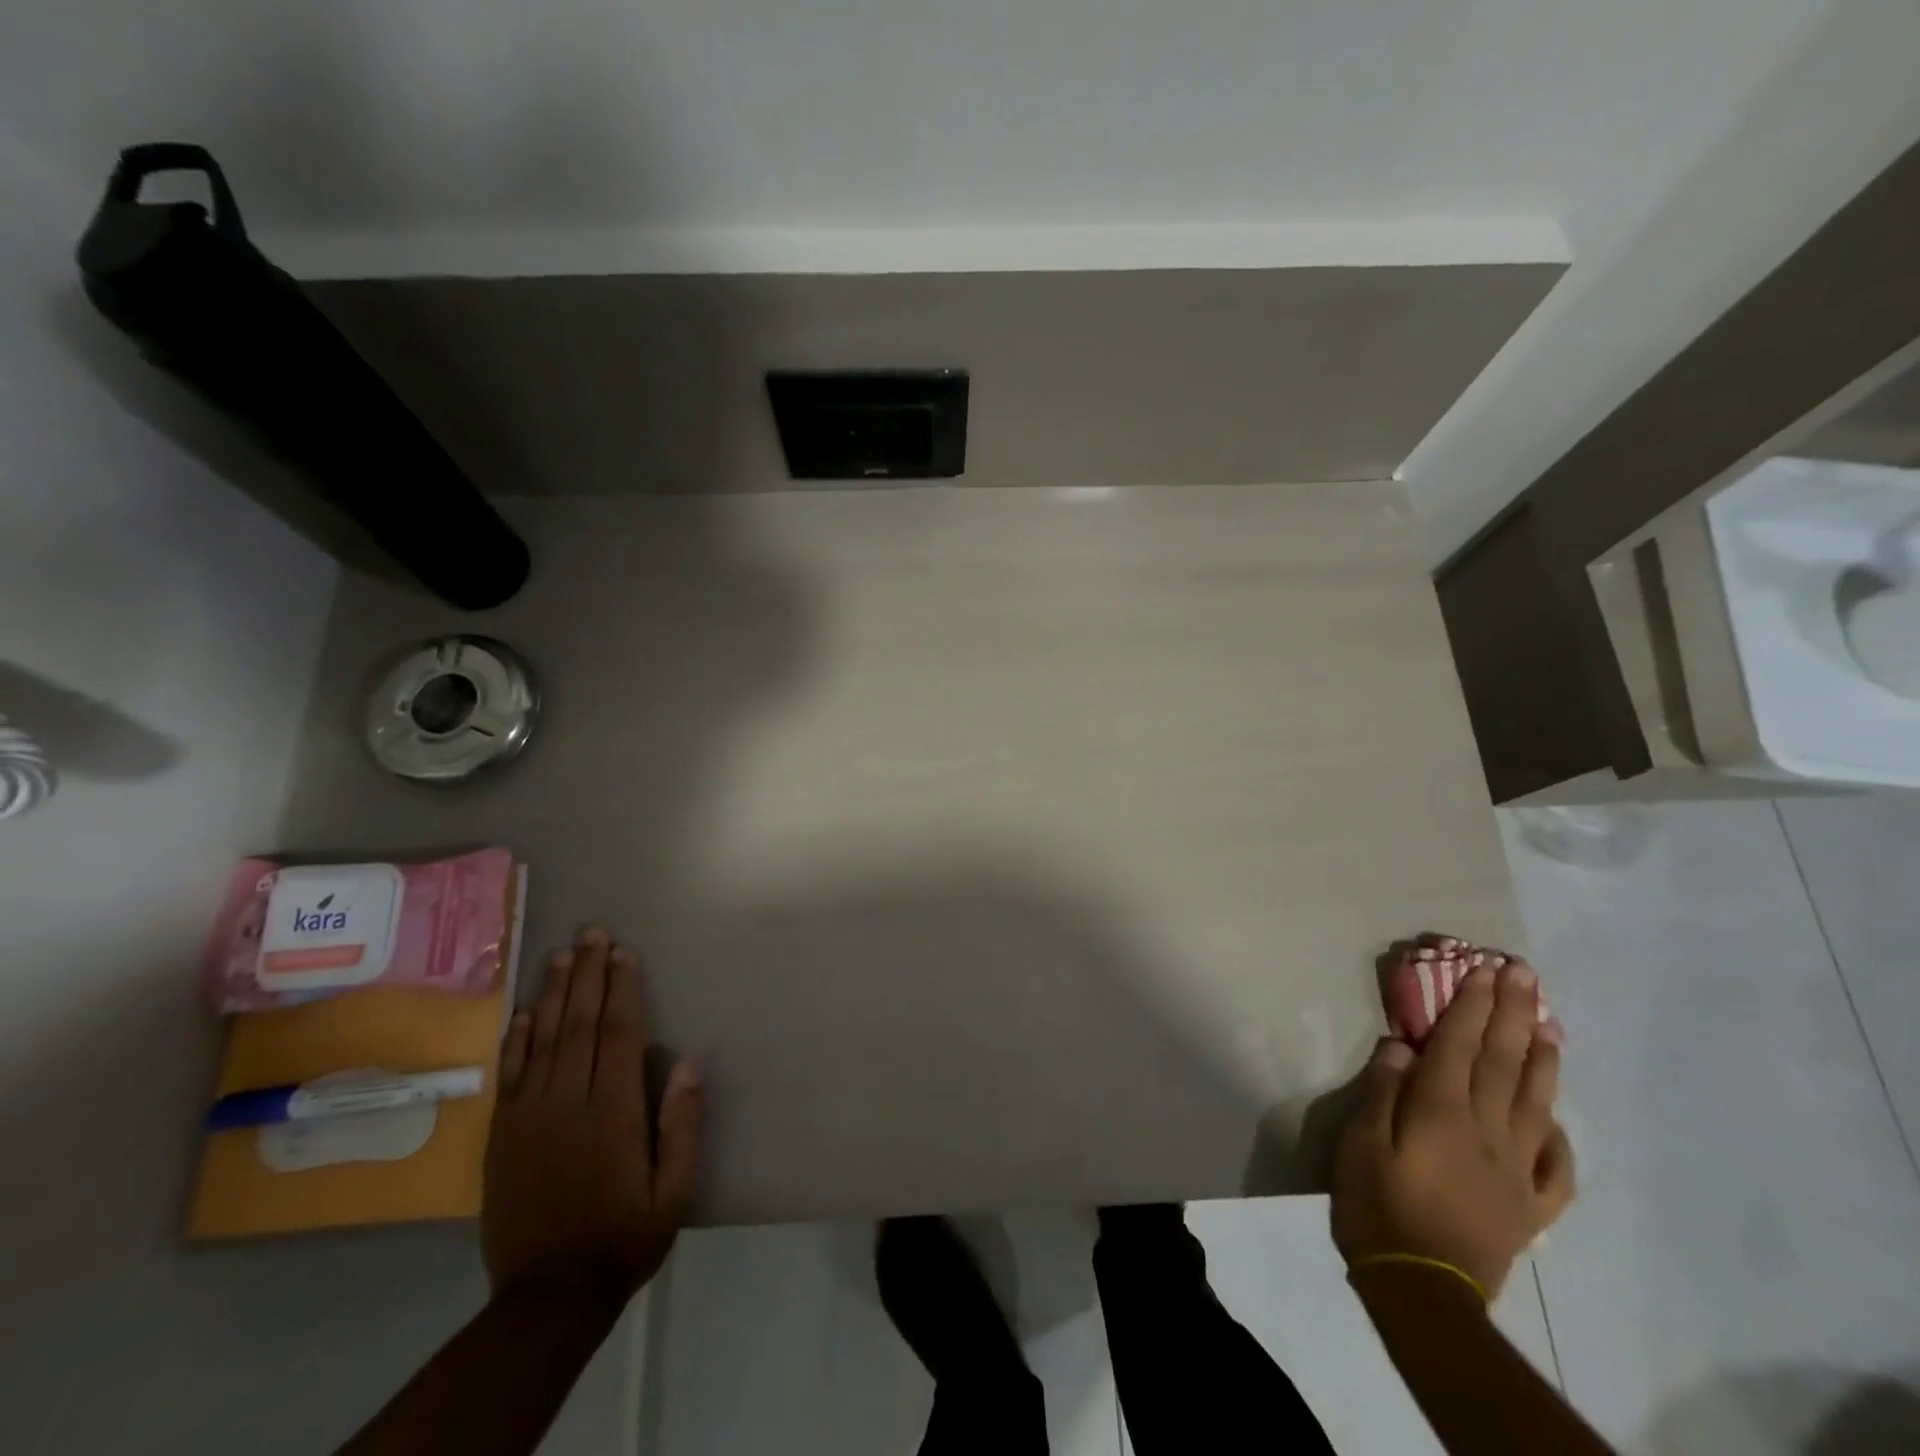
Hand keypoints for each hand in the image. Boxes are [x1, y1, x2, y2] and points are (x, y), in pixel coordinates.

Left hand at [482, 926, 703, 1313]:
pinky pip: (509, 1075)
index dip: (622, 988)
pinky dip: (516, 1039)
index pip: (618, 1034)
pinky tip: (523, 1010)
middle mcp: (568, 1103)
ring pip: (542, 1040)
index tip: (624, 952)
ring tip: (562, 953)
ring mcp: (528, 1118)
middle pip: (579, 1024)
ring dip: (553, 993)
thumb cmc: (624, 1238)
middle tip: (593, 932)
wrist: (547, 1298)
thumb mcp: (674, 1191)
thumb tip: (689, 1060)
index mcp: (613, 1113)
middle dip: (588, 974)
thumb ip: (682, 1124)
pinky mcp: (502, 1137)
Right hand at [1332, 952, 1573, 1298]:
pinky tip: (1553, 1115)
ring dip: (1542, 1057)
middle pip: (1502, 1061)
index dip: (1472, 1003)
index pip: (1459, 1044)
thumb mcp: (1359, 1143)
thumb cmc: (1378, 1205)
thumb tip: (1399, 1046)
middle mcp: (1487, 1129)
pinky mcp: (1531, 1205)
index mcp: (1441, 1110)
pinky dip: (1557, 1132)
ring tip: (1549, 1022)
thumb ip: (1381, 1091)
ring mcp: (1516, 1168)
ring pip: (1534, 1101)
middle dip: (1512, 1013)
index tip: (1485, 968)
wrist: (1423, 1291)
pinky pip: (1555, 1164)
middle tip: (1523, 974)